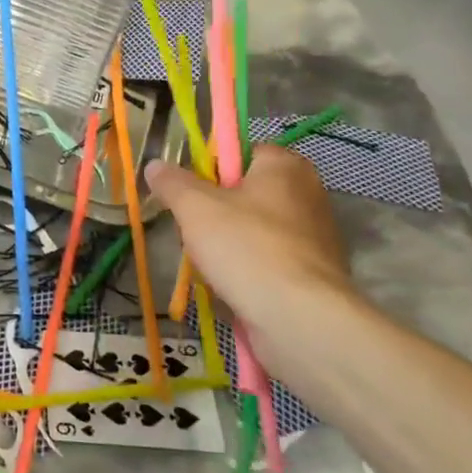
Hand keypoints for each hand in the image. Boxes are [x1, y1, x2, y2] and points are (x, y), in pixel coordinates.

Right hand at [146, 147, 361, 377]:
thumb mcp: (194, 207)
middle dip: (213, 213)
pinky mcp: (314, 274)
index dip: (207, 170)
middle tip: (192, 232)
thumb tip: (155, 165)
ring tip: (209, 265)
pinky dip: (247, 270)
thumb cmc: (246, 248)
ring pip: (251, 230)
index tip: (187, 194)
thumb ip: (172, 182)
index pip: (237, 153)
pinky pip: (267, 261)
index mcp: (285, 166)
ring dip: (226, 244)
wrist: (300, 320)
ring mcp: (315, 237)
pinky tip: (231, 287)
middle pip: (242, 193)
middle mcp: (308, 194)